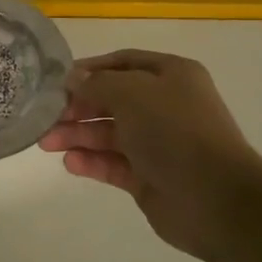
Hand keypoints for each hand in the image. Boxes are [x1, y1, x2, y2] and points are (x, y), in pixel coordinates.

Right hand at [40, 50, 261, 261]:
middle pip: (112, 99)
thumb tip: (73, 79)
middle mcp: (165, 106)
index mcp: (171, 76)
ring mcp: (158, 143)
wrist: (215, 198)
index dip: (90, 69)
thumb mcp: (133, 93)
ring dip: (78, 135)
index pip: (123, 63)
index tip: (57, 81)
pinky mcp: (149, 177)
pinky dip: (91, 162)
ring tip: (47, 143)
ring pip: (109, 133)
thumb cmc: (175, 132)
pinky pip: (114, 163)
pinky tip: (70, 163)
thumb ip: (98, 84)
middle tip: (46, 117)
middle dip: (78, 107)